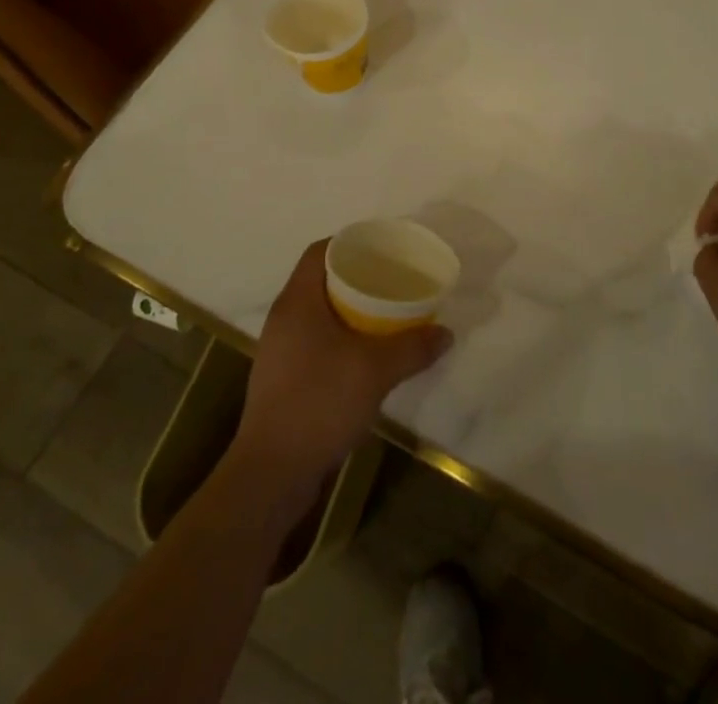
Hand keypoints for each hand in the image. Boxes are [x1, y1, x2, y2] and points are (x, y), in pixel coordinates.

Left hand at [235, 240, 451, 492]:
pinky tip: (366, 355)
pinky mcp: (282, 380)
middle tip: (393, 279)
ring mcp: (279, 351)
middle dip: (357, 277)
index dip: (350, 242)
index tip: (382, 248)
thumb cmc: (319, 403)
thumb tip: (446, 333)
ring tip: (386, 314)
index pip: (320, 251)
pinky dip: (341, 338)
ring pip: (319, 313)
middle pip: (320, 280)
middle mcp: (284, 319)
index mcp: (297, 301)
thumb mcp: (376, 371)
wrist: (272, 474)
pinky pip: (315, 341)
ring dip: (350, 310)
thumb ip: (413, 347)